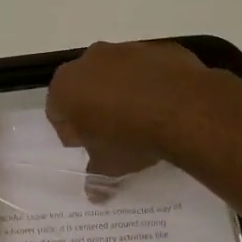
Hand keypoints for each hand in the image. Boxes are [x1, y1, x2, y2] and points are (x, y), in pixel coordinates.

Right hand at [46, 40, 212, 180]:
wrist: (184, 108)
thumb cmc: (130, 137)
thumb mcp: (108, 165)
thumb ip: (95, 176)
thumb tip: (93, 194)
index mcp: (66, 86)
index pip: (57, 111)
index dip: (72, 133)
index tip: (90, 147)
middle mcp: (89, 60)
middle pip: (85, 87)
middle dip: (95, 108)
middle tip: (113, 134)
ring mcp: (125, 49)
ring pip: (116, 75)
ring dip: (123, 93)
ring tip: (144, 120)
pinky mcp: (157, 48)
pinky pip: (147, 69)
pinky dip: (151, 84)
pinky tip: (165, 106)